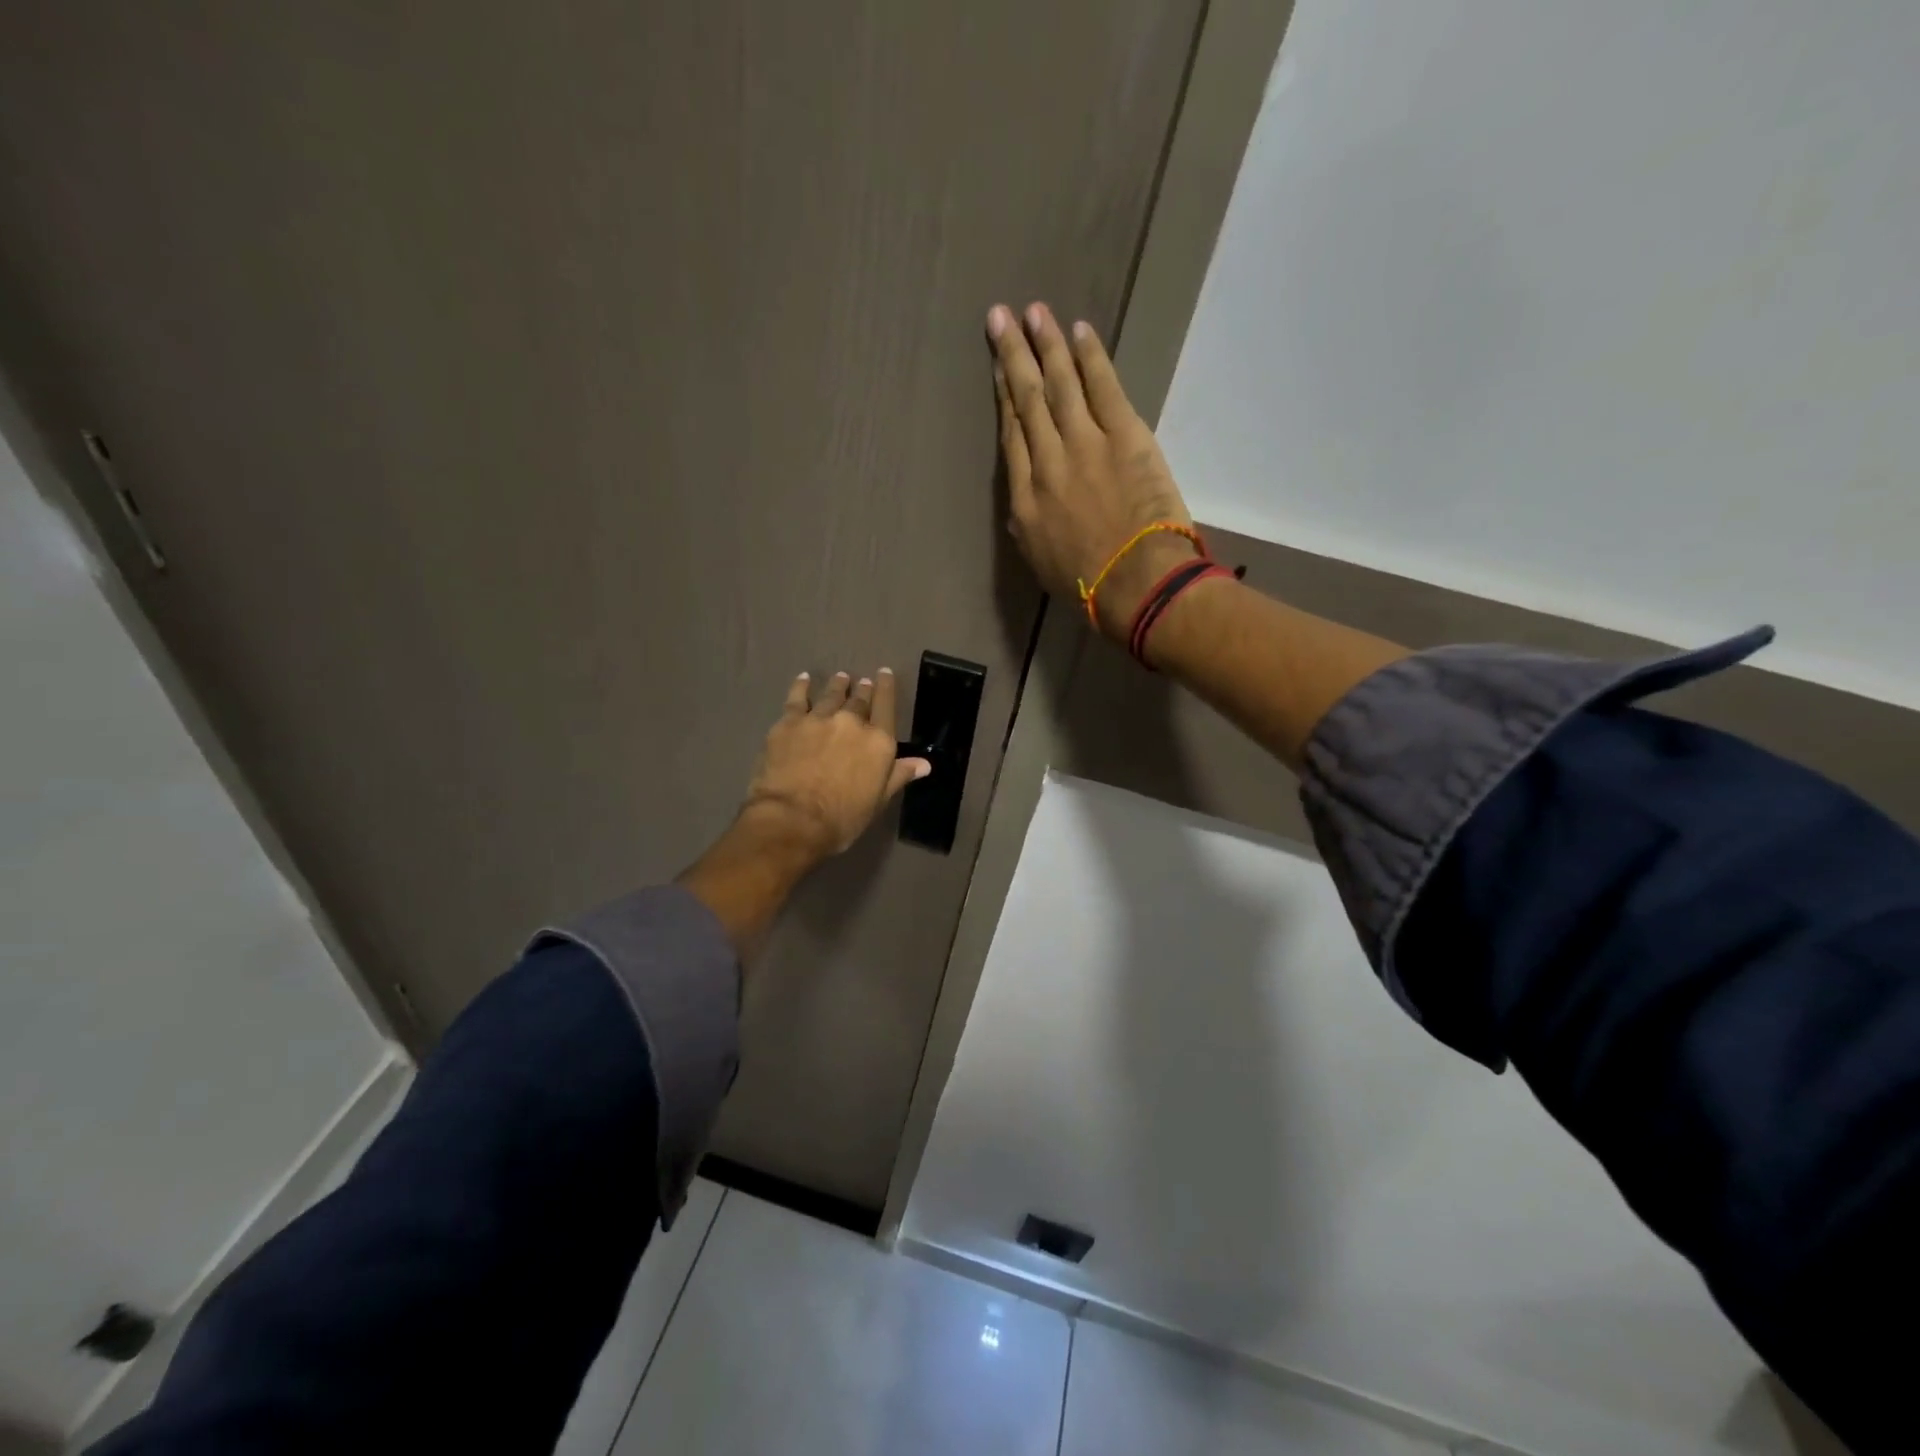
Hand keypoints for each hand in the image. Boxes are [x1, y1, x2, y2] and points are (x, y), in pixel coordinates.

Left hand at [740, 668, 931, 861]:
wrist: (793, 819)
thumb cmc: (842, 818)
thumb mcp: (877, 801)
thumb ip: (899, 776)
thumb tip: (925, 763)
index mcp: (878, 741)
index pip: (886, 705)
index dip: (886, 687)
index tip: (884, 674)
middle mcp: (851, 722)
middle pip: (859, 699)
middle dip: (863, 689)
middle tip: (862, 682)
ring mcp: (818, 718)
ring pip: (831, 694)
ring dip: (838, 685)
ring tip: (842, 678)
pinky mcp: (789, 722)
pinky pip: (797, 697)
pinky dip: (802, 686)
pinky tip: (804, 679)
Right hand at [988, 301, 1197, 640]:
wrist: (1135, 582)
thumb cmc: (1088, 586)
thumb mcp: (1040, 563)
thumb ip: (1029, 527)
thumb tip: (1023, 506)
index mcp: (1025, 498)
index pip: (1012, 437)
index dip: (1004, 399)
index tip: (1000, 372)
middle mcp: (1048, 462)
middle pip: (1027, 401)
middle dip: (1013, 356)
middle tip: (1000, 317)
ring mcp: (1085, 443)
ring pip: (1059, 384)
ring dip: (1045, 345)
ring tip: (1034, 312)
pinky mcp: (1124, 435)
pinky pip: (1102, 386)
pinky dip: (1090, 357)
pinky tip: (1078, 332)